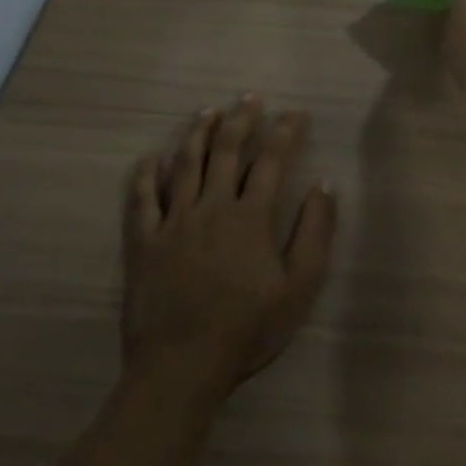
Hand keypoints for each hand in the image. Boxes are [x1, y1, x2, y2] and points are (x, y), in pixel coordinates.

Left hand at [121, 95, 335, 389]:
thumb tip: (325, 185)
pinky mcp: (143, 243)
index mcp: (250, 216)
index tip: (296, 113)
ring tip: (207, 111)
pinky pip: (141, 199)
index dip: (285, 131)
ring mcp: (173, 223)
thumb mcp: (299, 286)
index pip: (271, 159)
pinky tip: (151, 157)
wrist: (181, 368)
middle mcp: (211, 207)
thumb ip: (315, 232)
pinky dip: (145, 175)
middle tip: (250, 97)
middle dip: (241, 119)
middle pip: (226, 151)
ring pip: (184, 165)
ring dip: (197, 134)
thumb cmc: (248, 328)